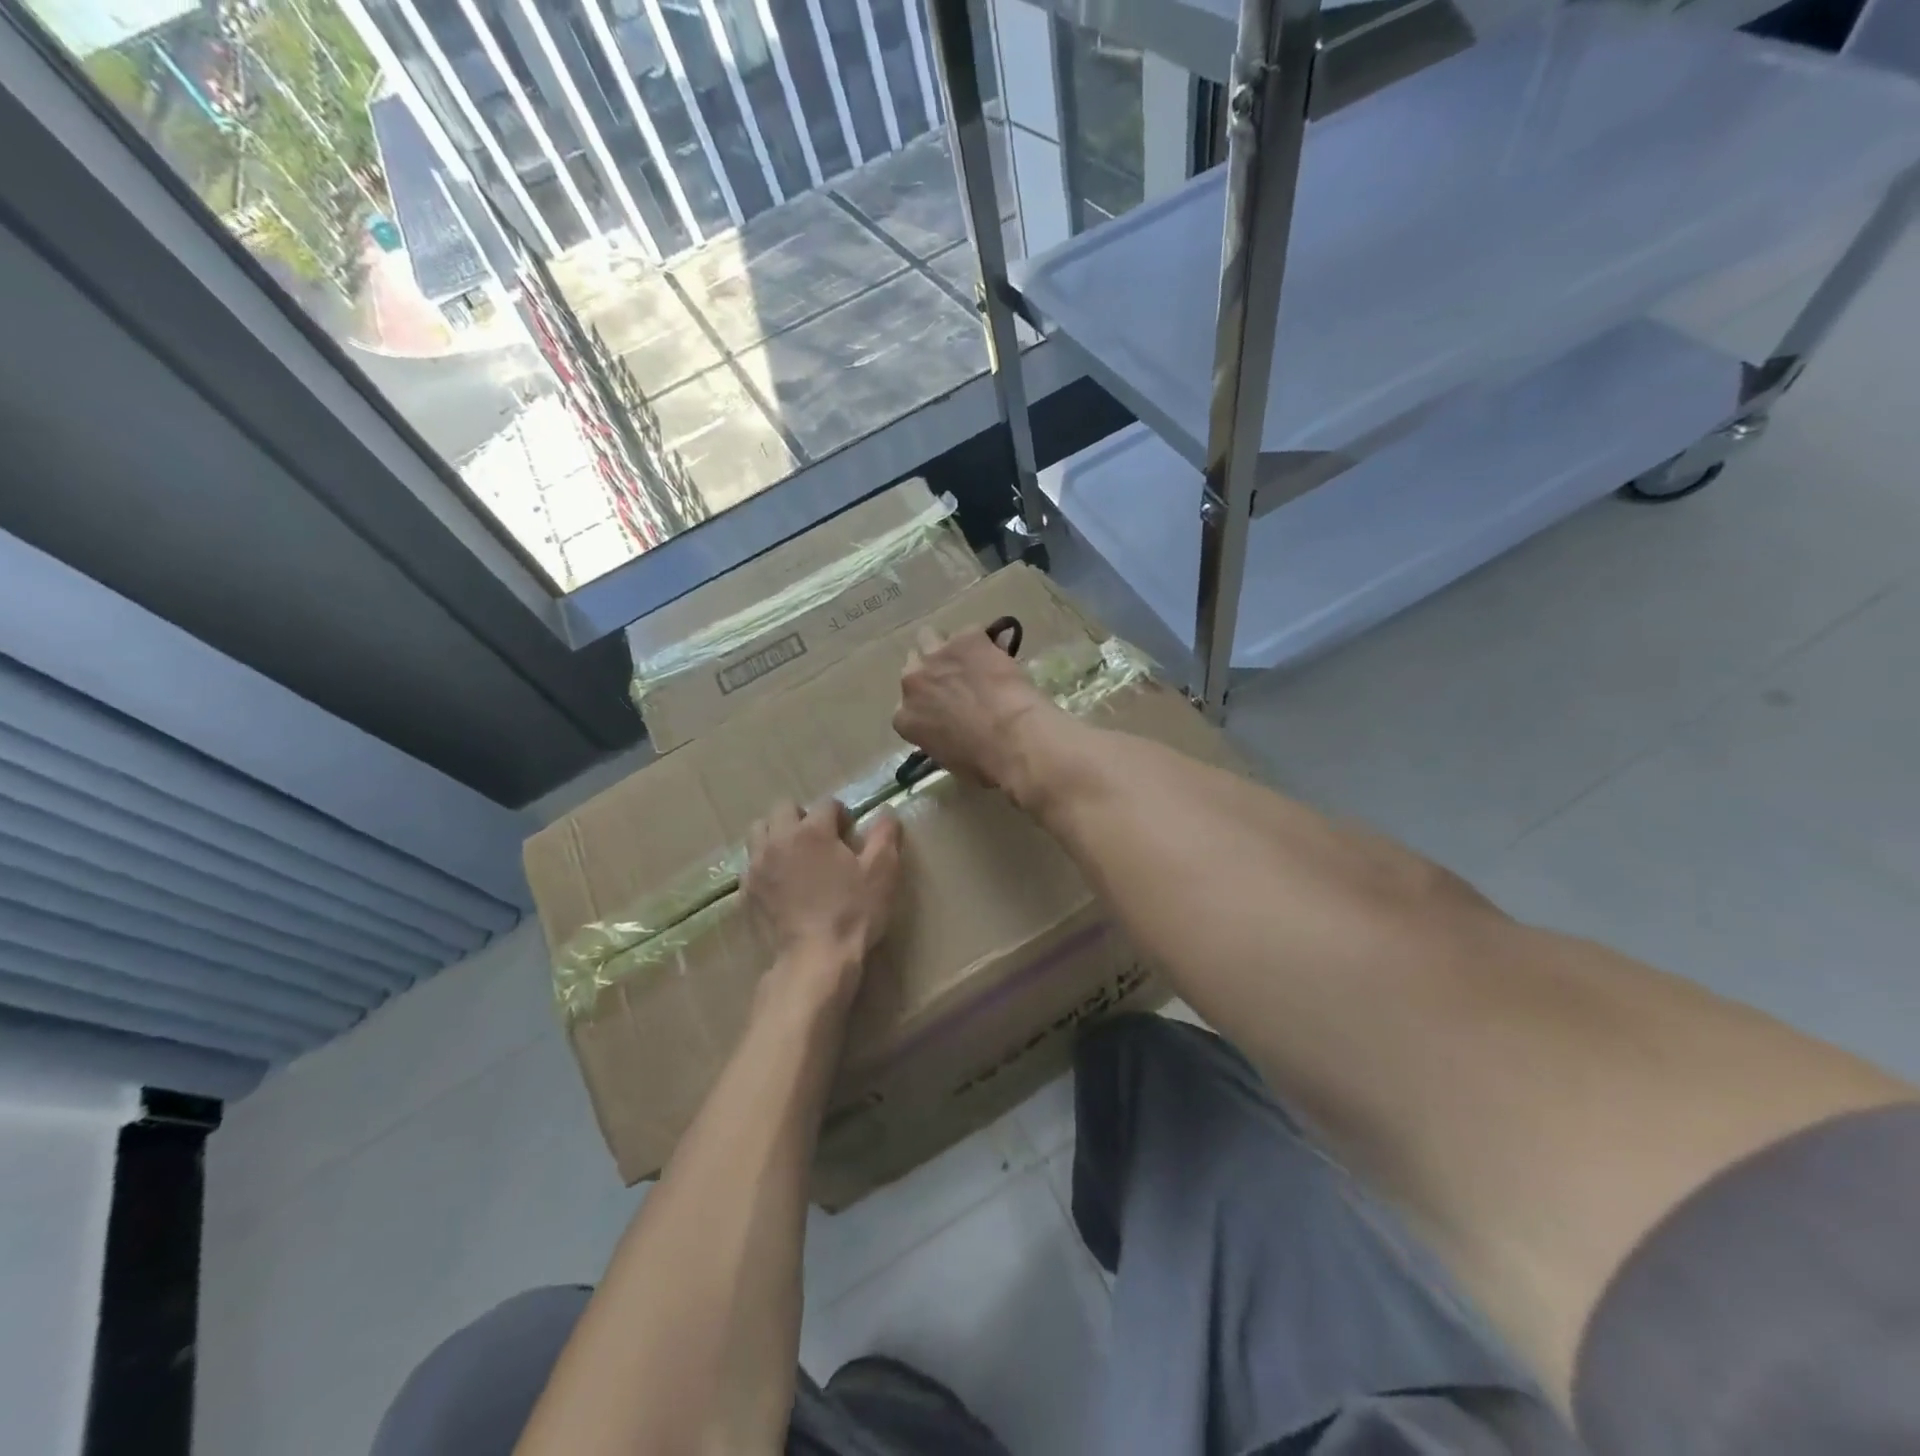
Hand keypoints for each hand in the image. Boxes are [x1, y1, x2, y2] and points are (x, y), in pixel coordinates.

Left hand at [745, 800, 901, 995]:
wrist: (814, 959)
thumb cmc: (852, 912)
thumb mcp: (882, 872)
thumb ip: (885, 835)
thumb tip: (886, 812)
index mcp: (812, 830)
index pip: (826, 803)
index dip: (841, 814)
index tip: (850, 832)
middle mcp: (779, 840)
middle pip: (783, 808)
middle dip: (802, 816)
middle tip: (820, 839)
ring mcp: (757, 866)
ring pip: (759, 832)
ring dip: (777, 835)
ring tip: (796, 856)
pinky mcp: (746, 892)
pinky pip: (751, 864)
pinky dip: (765, 864)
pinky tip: (782, 884)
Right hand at [893, 625, 1061, 799]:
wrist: (1014, 737)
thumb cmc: (985, 763)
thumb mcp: (951, 760)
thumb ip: (940, 738)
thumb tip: (954, 733)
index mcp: (905, 719)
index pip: (906, 707)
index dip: (926, 705)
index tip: (943, 710)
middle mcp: (912, 682)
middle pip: (914, 666)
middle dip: (931, 672)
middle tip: (956, 682)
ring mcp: (937, 656)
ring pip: (930, 638)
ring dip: (947, 648)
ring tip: (971, 658)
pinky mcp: (966, 638)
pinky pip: (970, 633)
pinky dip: (982, 642)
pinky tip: (998, 654)